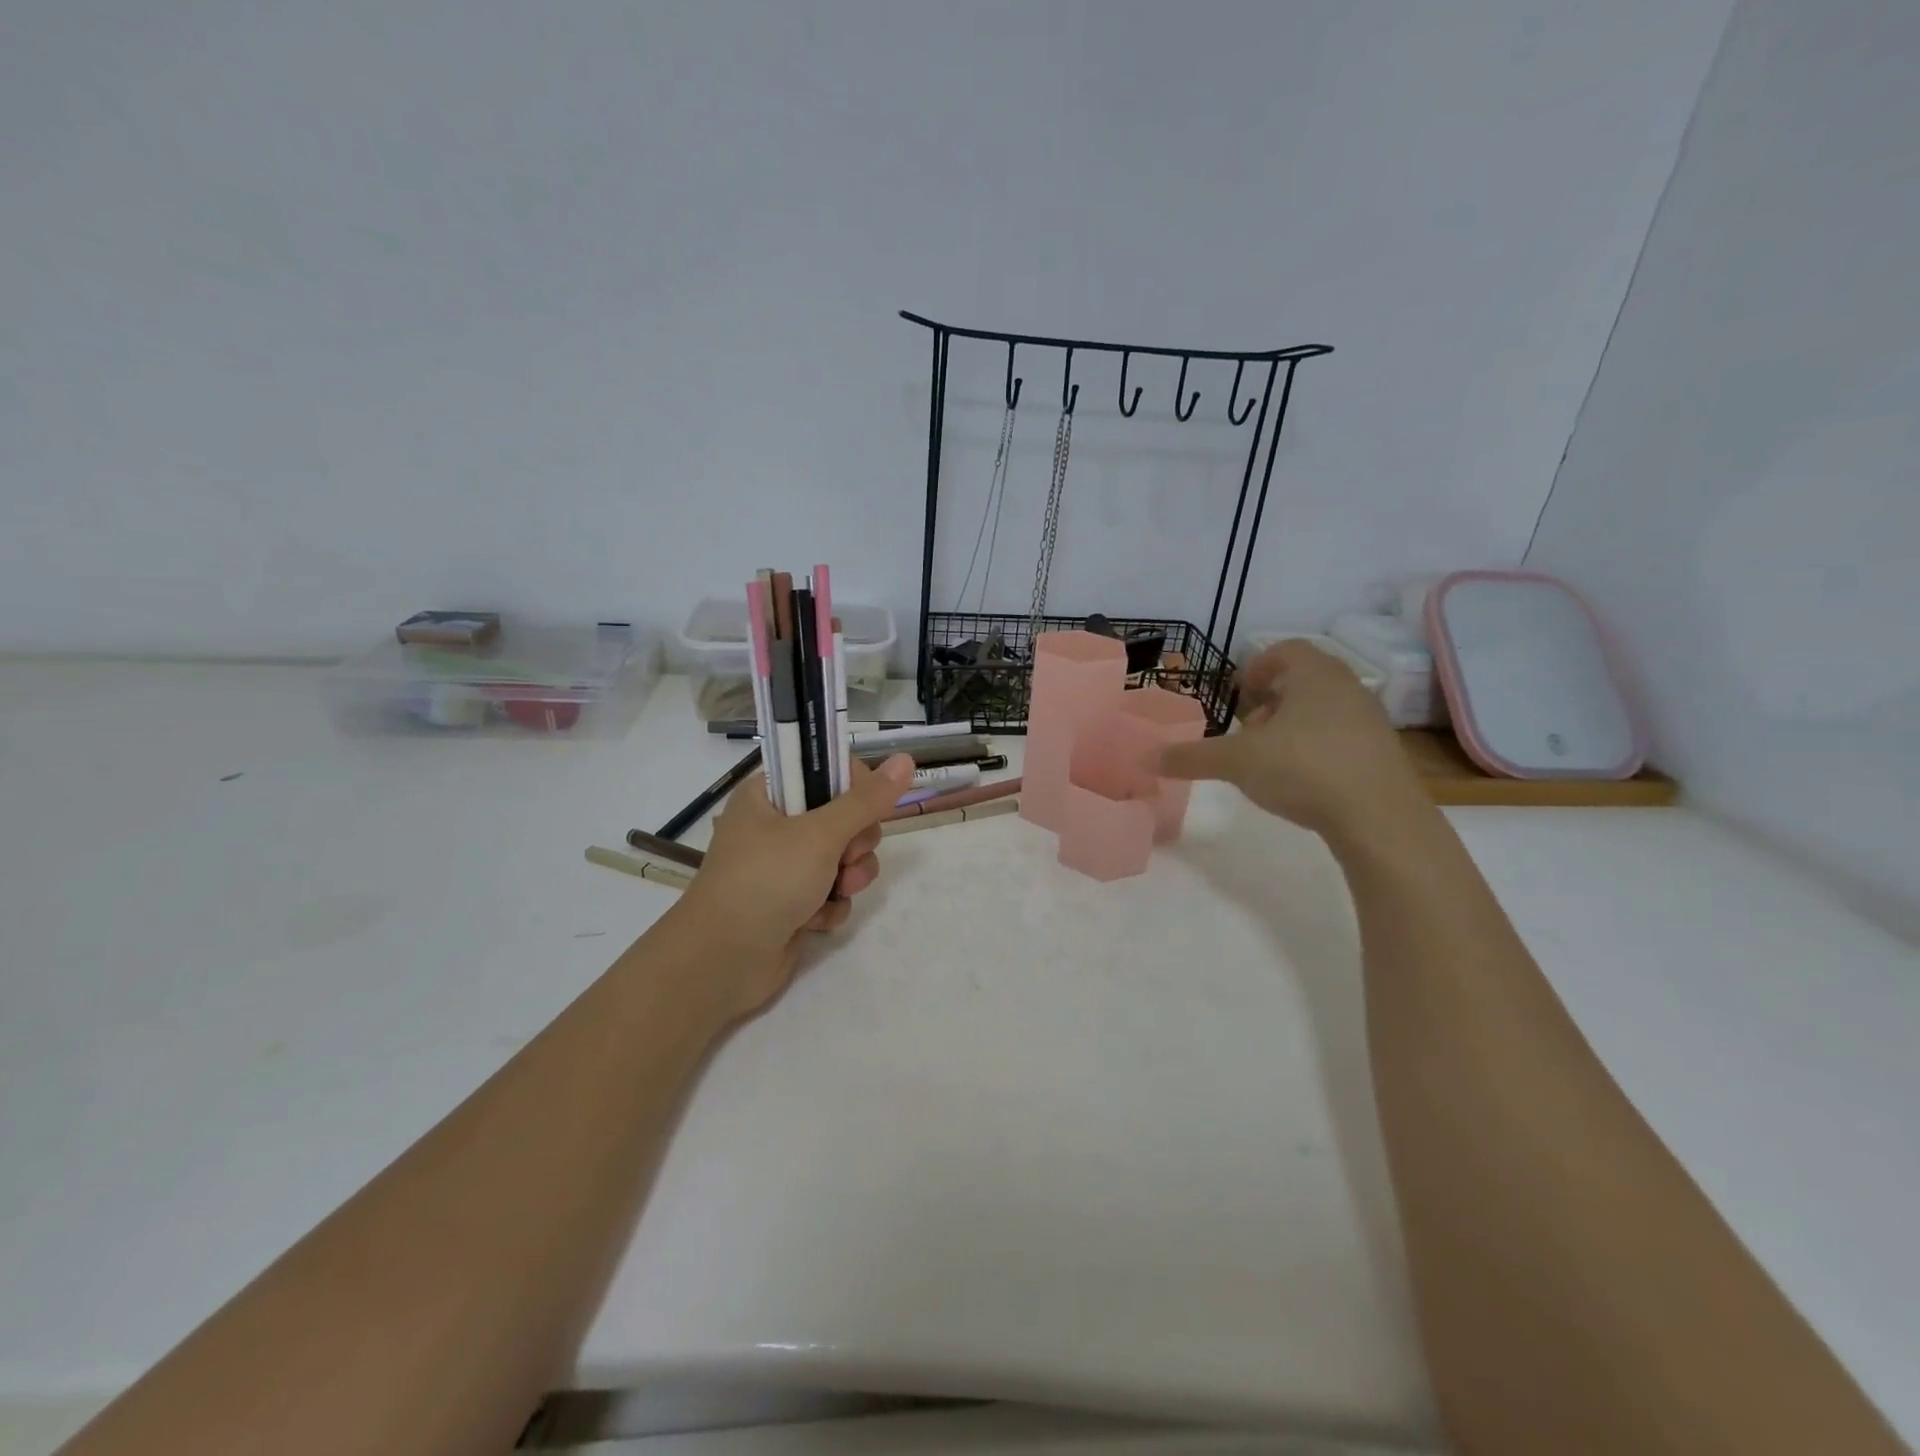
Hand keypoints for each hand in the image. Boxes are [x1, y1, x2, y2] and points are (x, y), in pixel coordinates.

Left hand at [668, 753, 915, 1016]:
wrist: (723, 962)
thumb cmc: (766, 881)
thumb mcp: (820, 834)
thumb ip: (867, 800)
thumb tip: (905, 759)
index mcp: (769, 794)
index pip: (826, 769)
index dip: (855, 786)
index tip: (868, 806)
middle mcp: (776, 825)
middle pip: (843, 816)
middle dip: (855, 842)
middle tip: (845, 856)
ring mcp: (784, 866)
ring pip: (844, 857)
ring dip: (849, 876)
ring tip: (836, 892)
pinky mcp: (793, 902)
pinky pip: (832, 892)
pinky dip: (831, 905)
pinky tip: (815, 920)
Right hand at [1158, 640, 1425, 842]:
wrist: (1380, 818)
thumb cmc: (1304, 769)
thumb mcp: (1237, 762)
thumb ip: (1192, 757)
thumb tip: (1148, 757)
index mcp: (1314, 674)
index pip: (1285, 650)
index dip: (1257, 667)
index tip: (1239, 695)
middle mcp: (1347, 687)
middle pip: (1304, 679)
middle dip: (1272, 701)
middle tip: (1248, 729)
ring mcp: (1370, 719)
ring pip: (1323, 708)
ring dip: (1293, 725)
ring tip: (1270, 757)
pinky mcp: (1382, 752)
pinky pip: (1341, 735)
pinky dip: (1316, 747)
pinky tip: (1302, 779)